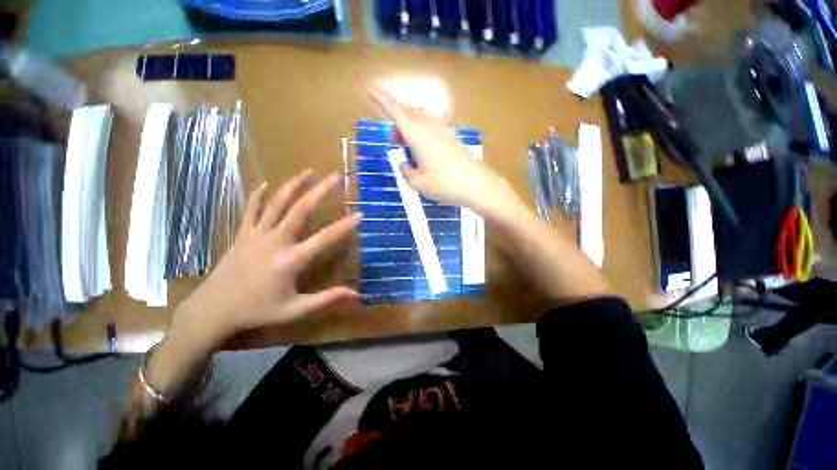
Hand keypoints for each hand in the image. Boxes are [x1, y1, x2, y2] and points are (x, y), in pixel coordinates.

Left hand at [170, 170, 361, 352]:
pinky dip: (258, 195)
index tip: (360, 214)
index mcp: (290, 260)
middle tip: (335, 177)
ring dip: (293, 185)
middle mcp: (274, 241)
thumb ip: (326, 299)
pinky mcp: (242, 234)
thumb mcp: (294, 310)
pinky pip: (250, 209)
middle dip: (320, 191)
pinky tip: (266, 184)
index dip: (344, 226)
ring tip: (308, 172)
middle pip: (300, 209)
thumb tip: (355, 293)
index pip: (324, 238)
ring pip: (276, 203)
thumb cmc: (257, 310)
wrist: (213, 310)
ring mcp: (255, 235)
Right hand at [370, 88, 523, 216]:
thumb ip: (406, 172)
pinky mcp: (451, 136)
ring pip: (420, 118)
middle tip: (395, 142)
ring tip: (408, 147)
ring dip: (409, 126)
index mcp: (418, 136)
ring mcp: (443, 130)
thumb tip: (404, 164)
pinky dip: (421, 131)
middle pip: (408, 113)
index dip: (382, 101)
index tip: (371, 90)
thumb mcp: (419, 184)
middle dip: (396, 120)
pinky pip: (430, 125)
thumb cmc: (445, 185)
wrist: (477, 184)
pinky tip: (423, 149)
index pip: (396, 113)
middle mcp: (430, 127)